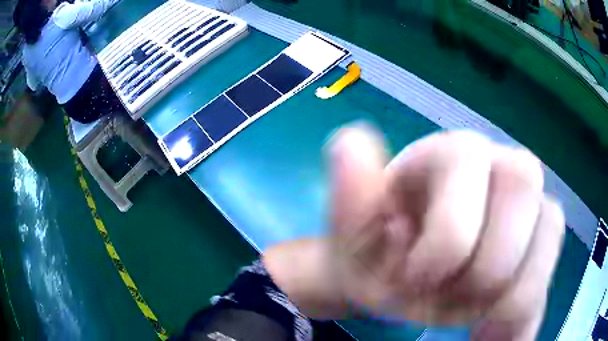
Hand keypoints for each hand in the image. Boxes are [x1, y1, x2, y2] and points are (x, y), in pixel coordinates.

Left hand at [329, 125, 564, 339]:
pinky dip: (525, 317)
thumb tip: (350, 142)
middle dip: (487, 264)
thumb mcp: (354, 233)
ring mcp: (529, 204)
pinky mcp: (538, 248)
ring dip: (511, 292)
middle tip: (449, 301)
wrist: (401, 277)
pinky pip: (550, 273)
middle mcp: (500, 165)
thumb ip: (350, 191)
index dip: (448, 237)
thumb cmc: (379, 249)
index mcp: (453, 154)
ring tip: (474, 321)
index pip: (470, 163)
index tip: (414, 280)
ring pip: (550, 228)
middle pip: (524, 188)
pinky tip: (496, 338)